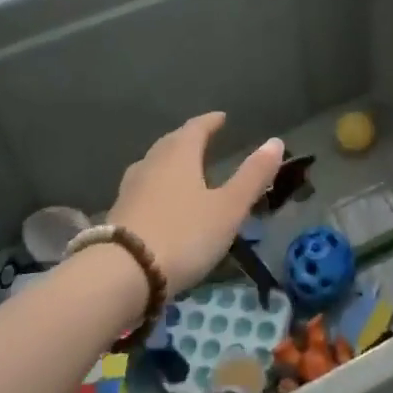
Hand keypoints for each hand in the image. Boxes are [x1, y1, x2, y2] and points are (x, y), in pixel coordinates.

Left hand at [107, 113, 284, 293]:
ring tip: (181, 168)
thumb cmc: (183, 234)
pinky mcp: (117, 214)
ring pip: (152, 165)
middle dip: (188, 138)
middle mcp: (151, 164)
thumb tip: (276, 141)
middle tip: (202, 139)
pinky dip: (155, 186)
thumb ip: (252, 176)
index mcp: (179, 155)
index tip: (221, 117)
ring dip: (168, 161)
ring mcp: (130, 189)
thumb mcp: (228, 208)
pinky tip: (158, 201)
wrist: (121, 274)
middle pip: (170, 143)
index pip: (196, 128)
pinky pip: (141, 188)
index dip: (210, 121)